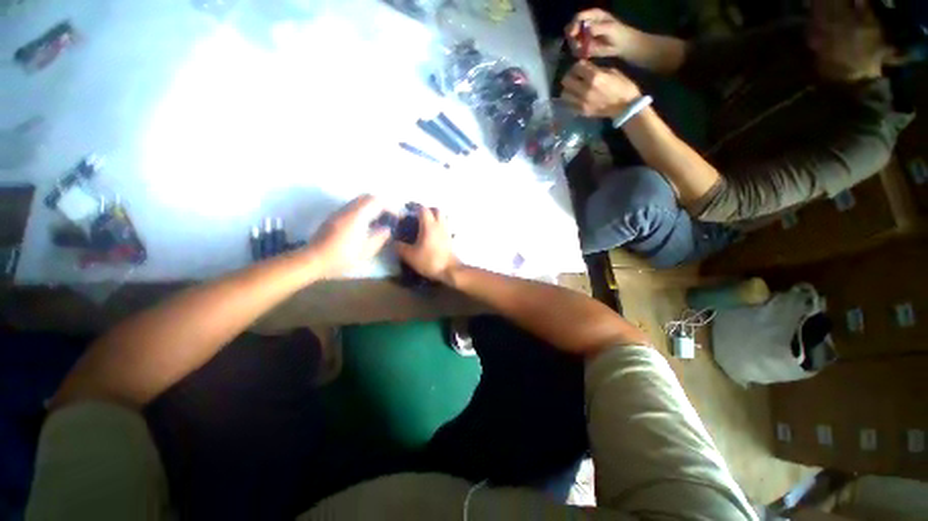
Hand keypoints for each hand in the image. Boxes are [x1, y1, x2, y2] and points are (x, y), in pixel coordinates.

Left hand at [306, 195, 391, 277]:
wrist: (314, 260)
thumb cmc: (342, 256)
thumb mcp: (366, 250)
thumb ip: (379, 237)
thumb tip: (387, 229)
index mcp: (357, 216)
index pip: (377, 201)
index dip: (390, 207)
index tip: (397, 217)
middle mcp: (348, 209)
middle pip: (367, 197)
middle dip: (381, 204)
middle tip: (389, 216)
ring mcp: (339, 212)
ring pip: (359, 201)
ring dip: (371, 207)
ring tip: (379, 220)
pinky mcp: (334, 217)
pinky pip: (352, 207)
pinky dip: (363, 210)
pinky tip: (366, 225)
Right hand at [394, 206, 459, 283]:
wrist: (450, 271)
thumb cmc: (430, 261)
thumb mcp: (410, 256)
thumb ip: (400, 247)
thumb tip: (393, 241)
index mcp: (429, 225)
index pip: (423, 209)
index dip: (415, 206)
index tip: (407, 208)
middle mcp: (440, 225)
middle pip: (436, 210)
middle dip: (427, 209)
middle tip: (418, 215)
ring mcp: (447, 232)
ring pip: (443, 217)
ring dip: (436, 216)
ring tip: (426, 223)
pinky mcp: (451, 239)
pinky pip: (446, 227)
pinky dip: (440, 226)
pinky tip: (434, 234)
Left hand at [560, 61, 641, 117]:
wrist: (625, 107)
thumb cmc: (623, 86)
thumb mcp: (612, 71)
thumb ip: (596, 69)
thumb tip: (586, 68)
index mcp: (595, 77)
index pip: (577, 67)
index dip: (578, 65)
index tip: (580, 67)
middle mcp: (585, 89)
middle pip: (566, 81)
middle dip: (569, 76)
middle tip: (574, 77)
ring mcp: (581, 102)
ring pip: (564, 94)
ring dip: (567, 89)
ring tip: (573, 88)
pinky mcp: (581, 112)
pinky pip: (568, 105)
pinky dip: (569, 100)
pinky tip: (575, 98)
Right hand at [565, 8, 634, 58]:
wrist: (621, 44)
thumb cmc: (618, 32)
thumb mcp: (609, 27)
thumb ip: (597, 27)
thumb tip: (586, 30)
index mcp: (592, 15)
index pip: (578, 17)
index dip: (573, 25)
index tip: (572, 34)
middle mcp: (585, 24)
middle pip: (571, 29)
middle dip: (572, 38)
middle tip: (578, 46)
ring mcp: (583, 36)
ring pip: (572, 42)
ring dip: (576, 48)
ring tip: (587, 51)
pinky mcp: (583, 46)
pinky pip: (576, 51)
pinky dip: (579, 53)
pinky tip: (588, 54)